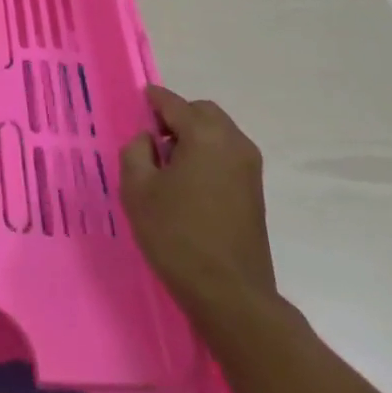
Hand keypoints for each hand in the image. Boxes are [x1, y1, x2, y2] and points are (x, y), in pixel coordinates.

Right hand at [120, 86, 275, 315]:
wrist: (229, 292)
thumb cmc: (176, 235)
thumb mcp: (138, 189)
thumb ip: (136, 151)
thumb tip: (148, 139)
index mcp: (205, 135)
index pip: (174, 103)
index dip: (153, 99)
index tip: (139, 100)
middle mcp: (234, 142)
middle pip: (202, 112)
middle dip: (177, 116)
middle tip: (152, 137)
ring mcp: (249, 167)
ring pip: (218, 132)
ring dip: (193, 136)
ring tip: (167, 163)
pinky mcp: (255, 190)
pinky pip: (226, 154)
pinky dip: (207, 153)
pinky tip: (187, 181)